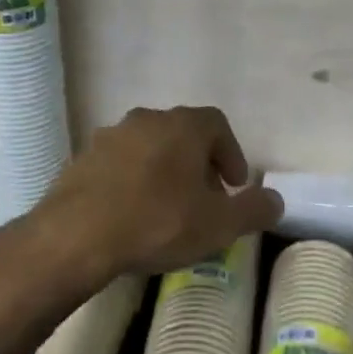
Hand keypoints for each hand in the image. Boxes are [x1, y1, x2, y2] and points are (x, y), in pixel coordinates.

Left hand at [34, 105, 283, 278]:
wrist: (76, 235)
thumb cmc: (157, 222)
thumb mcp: (218, 225)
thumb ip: (253, 210)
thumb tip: (277, 199)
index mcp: (184, 125)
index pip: (219, 125)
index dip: (232, 153)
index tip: (234, 186)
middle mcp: (148, 118)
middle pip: (183, 134)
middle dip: (198, 164)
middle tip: (204, 200)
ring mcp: (111, 135)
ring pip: (149, 146)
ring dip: (163, 170)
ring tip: (166, 209)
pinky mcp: (82, 158)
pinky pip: (118, 164)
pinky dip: (131, 181)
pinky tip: (129, 214)